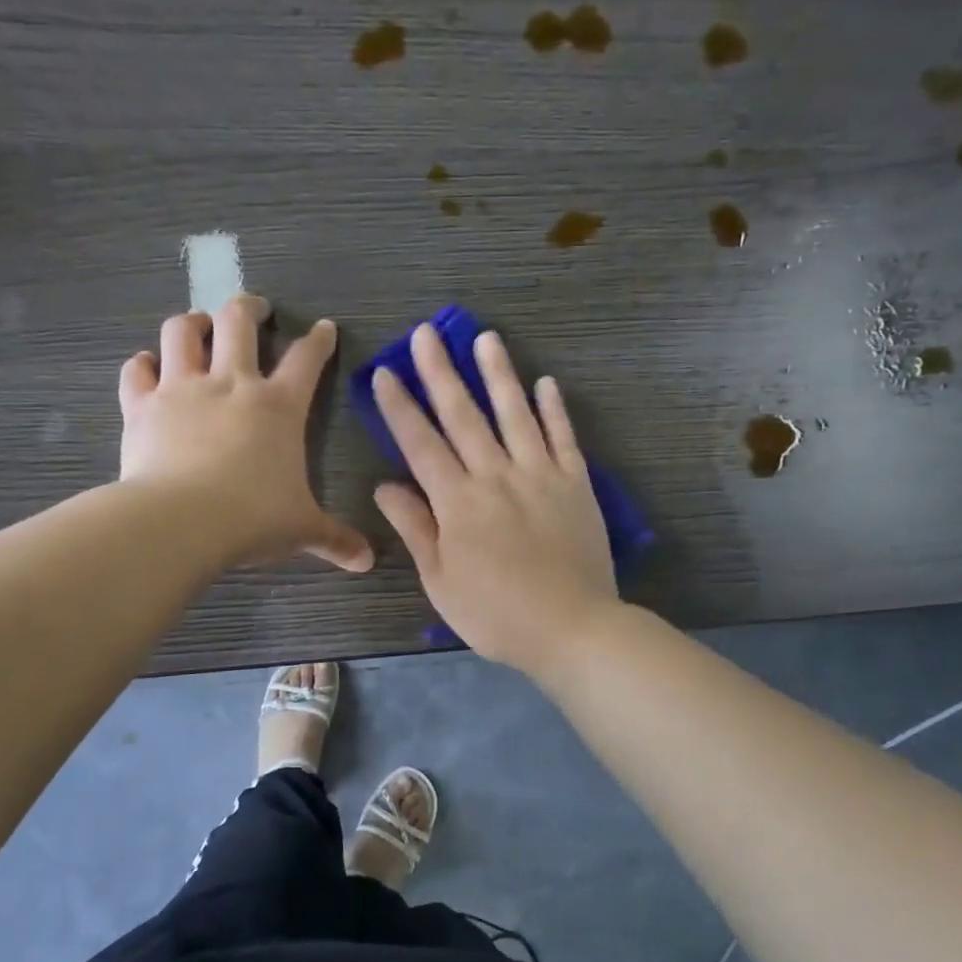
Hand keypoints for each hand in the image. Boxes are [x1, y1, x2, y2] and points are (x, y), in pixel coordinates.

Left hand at [119, 297, 372, 572]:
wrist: (181, 522)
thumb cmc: (253, 518)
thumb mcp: (302, 529)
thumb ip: (335, 539)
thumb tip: (367, 561)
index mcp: (279, 407)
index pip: (307, 359)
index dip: (319, 340)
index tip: (324, 328)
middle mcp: (231, 385)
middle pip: (239, 322)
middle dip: (249, 308)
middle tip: (255, 309)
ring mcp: (182, 390)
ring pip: (182, 331)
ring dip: (192, 322)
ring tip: (198, 325)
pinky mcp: (141, 406)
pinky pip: (137, 371)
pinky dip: (142, 365)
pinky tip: (147, 368)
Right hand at [372, 325, 617, 674]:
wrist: (572, 628)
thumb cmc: (496, 614)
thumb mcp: (441, 581)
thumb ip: (416, 528)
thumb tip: (386, 485)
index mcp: (457, 502)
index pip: (421, 443)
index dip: (400, 407)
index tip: (385, 372)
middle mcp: (495, 476)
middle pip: (463, 416)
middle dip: (440, 372)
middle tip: (426, 333)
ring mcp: (540, 475)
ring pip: (515, 414)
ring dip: (498, 374)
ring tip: (486, 338)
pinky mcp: (575, 483)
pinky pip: (564, 437)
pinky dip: (555, 409)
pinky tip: (546, 382)